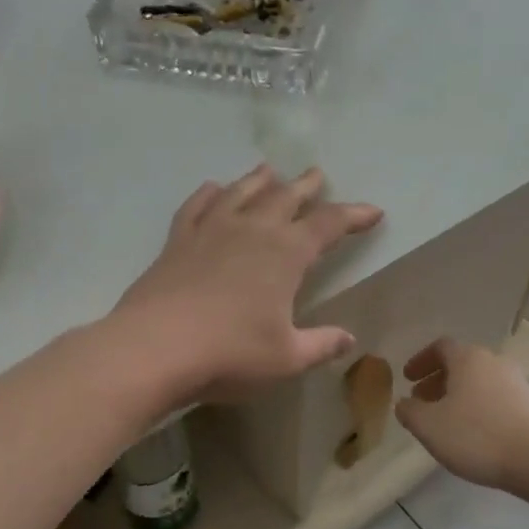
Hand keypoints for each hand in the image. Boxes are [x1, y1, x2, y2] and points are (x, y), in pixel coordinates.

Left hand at [113, 165, 382, 405]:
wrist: (155, 347)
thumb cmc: (230, 354)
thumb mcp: (286, 358)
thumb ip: (320, 345)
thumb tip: (349, 340)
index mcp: (286, 254)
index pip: (329, 224)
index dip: (353, 215)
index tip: (372, 212)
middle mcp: (251, 230)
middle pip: (285, 197)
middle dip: (306, 186)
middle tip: (317, 174)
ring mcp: (210, 230)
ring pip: (241, 192)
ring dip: (259, 180)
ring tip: (269, 170)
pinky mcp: (177, 241)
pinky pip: (196, 206)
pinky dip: (208, 194)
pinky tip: (212, 189)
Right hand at [394, 338, 528, 494]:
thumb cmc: (477, 436)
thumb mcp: (429, 426)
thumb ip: (409, 411)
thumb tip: (404, 403)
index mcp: (468, 359)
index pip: (440, 347)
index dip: (420, 360)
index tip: (407, 379)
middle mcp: (494, 363)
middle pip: (460, 364)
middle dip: (437, 380)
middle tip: (420, 401)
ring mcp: (517, 383)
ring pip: (478, 382)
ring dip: (456, 395)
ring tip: (444, 421)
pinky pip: (495, 399)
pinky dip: (477, 408)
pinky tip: (471, 434)